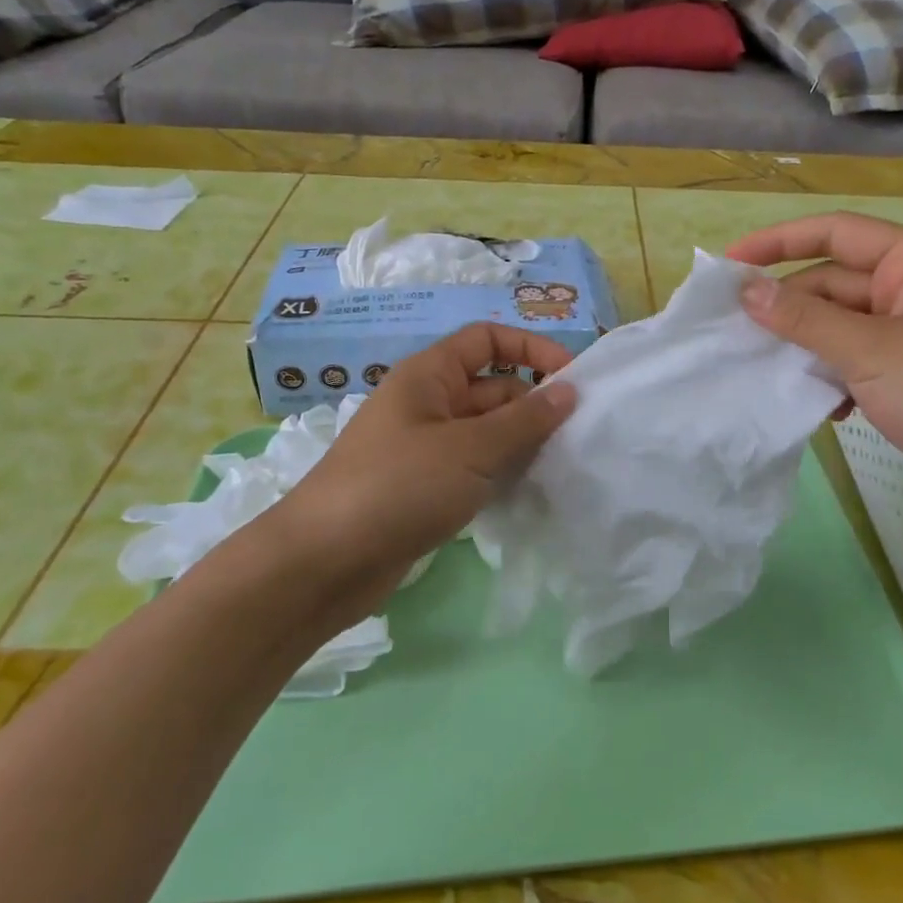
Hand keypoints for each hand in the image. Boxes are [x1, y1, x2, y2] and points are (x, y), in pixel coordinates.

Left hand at [253, 323, 576, 631]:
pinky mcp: (425, 487)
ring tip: (564, 464)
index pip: (487, 340)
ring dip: (522, 443)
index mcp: (429, 375)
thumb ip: (524, 420)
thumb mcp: (470, 449)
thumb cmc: (398, 486)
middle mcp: (428, 403)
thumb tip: (569, 390)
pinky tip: (530, 492)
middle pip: (493, 388)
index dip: (531, 349)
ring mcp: (426, 447)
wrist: (324, 562)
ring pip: (487, 432)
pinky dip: (501, 473)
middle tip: (578, 436)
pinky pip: (474, 467)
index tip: (573, 378)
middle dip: (534, 406)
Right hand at [727, 212, 902, 537]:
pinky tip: (826, 407)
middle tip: (735, 332)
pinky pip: (858, 357)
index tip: (728, 264)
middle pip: (835, 281)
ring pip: (842, 323)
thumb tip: (746, 290)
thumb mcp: (870, 351)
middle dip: (789, 307)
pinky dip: (836, 375)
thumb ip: (804, 318)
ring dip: (808, 346)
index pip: (836, 232)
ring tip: (770, 371)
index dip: (777, 242)